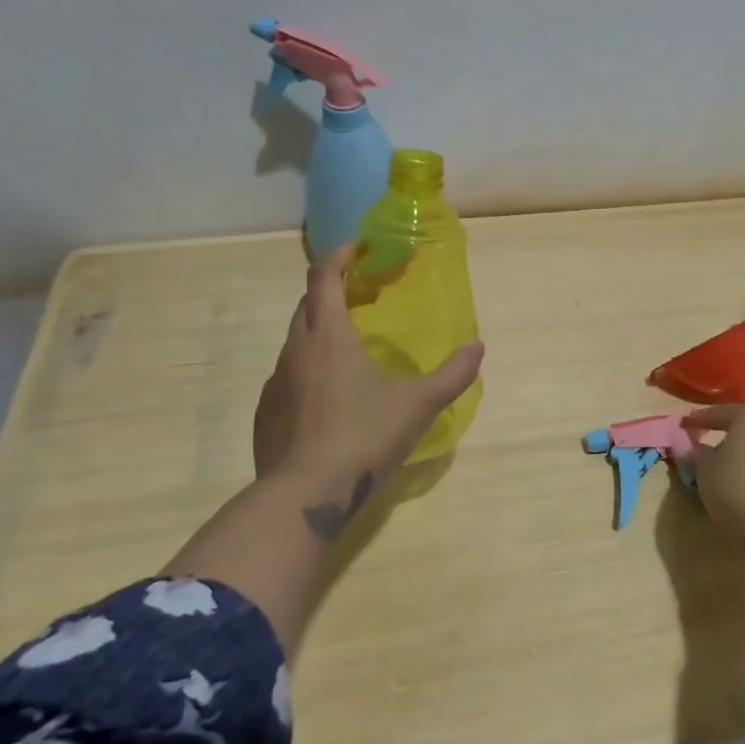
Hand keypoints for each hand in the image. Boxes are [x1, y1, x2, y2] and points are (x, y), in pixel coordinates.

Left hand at [252, 245, 483, 516]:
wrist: (304, 495)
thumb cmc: (363, 437)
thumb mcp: (418, 405)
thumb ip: (453, 375)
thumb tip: (478, 347)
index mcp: (329, 336)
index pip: (324, 277)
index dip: (339, 255)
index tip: (359, 248)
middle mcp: (296, 350)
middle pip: (307, 305)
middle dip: (331, 291)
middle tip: (362, 297)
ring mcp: (275, 383)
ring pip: (296, 342)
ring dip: (319, 332)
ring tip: (349, 349)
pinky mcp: (266, 414)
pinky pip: (288, 377)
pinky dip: (308, 371)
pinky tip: (329, 398)